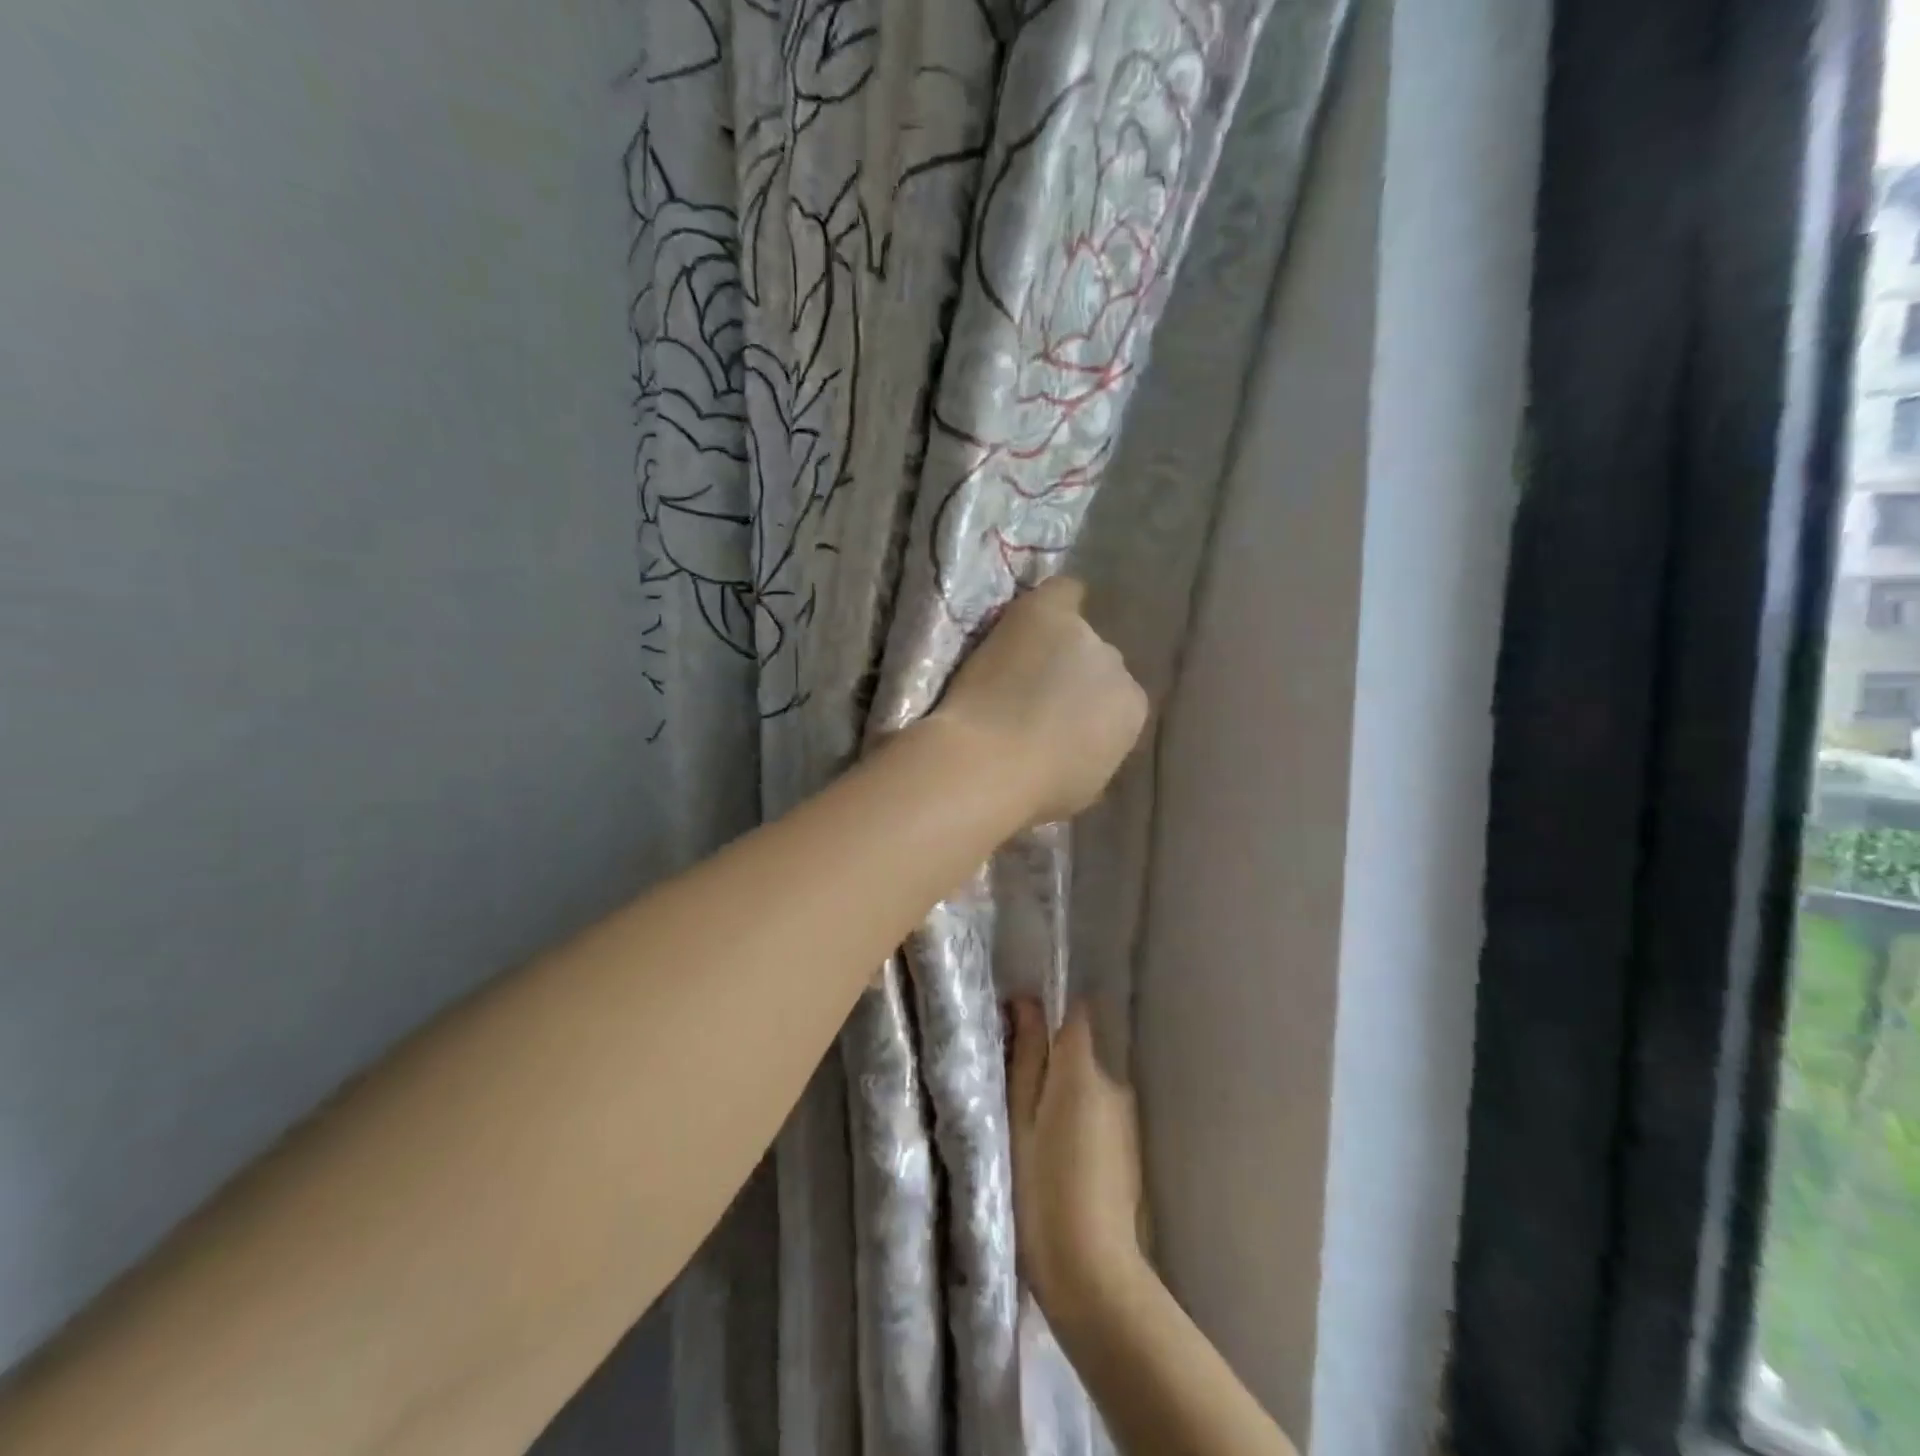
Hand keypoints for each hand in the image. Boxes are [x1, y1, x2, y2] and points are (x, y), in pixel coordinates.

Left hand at [932, 578, 1147, 825]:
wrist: (990, 762)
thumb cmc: (1033, 791)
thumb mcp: (1082, 785)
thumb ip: (1092, 753)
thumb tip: (1078, 743)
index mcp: (1132, 713)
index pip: (1115, 702)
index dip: (1084, 710)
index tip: (1057, 722)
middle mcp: (1119, 669)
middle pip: (1097, 664)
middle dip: (1071, 677)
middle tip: (1034, 694)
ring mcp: (1085, 638)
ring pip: (1074, 633)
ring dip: (1054, 646)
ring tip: (1020, 661)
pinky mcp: (1049, 614)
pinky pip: (1065, 592)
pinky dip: (1056, 599)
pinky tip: (1040, 610)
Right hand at [1007, 999, 1148, 1326]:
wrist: (1093, 1273)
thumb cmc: (1042, 1190)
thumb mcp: (1020, 1119)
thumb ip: (1027, 1058)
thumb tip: (1027, 1003)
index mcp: (1082, 1071)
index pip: (1076, 1014)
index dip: (1050, 1012)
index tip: (1021, 1027)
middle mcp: (1113, 1083)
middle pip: (1080, 1053)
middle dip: (1052, 1064)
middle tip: (1016, 1098)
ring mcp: (1127, 1116)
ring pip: (1089, 1086)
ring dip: (1065, 1097)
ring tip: (1035, 1135)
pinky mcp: (1131, 1147)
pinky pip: (1099, 1114)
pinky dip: (1080, 1123)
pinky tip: (1061, 1160)